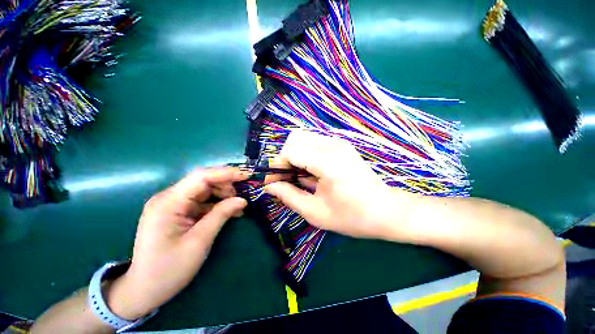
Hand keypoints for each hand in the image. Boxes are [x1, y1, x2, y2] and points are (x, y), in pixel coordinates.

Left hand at [105, 168, 247, 319]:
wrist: (144, 290)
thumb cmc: (169, 270)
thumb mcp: (199, 241)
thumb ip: (221, 215)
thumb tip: (242, 200)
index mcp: (169, 203)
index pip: (201, 177)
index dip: (226, 173)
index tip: (246, 176)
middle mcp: (169, 198)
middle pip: (203, 181)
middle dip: (226, 186)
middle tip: (242, 198)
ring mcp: (172, 205)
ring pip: (204, 190)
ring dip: (223, 195)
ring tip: (237, 208)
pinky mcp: (177, 212)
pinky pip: (201, 201)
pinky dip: (217, 204)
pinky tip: (229, 212)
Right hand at [264, 130, 413, 239]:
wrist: (386, 211)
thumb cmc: (352, 216)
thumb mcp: (315, 212)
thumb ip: (288, 196)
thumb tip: (269, 186)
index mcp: (328, 162)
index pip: (290, 151)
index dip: (277, 166)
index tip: (274, 182)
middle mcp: (333, 145)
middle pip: (295, 138)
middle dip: (285, 158)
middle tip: (287, 178)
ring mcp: (338, 143)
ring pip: (303, 138)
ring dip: (295, 155)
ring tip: (298, 177)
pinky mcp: (341, 146)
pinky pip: (314, 142)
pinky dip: (305, 154)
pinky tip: (311, 173)